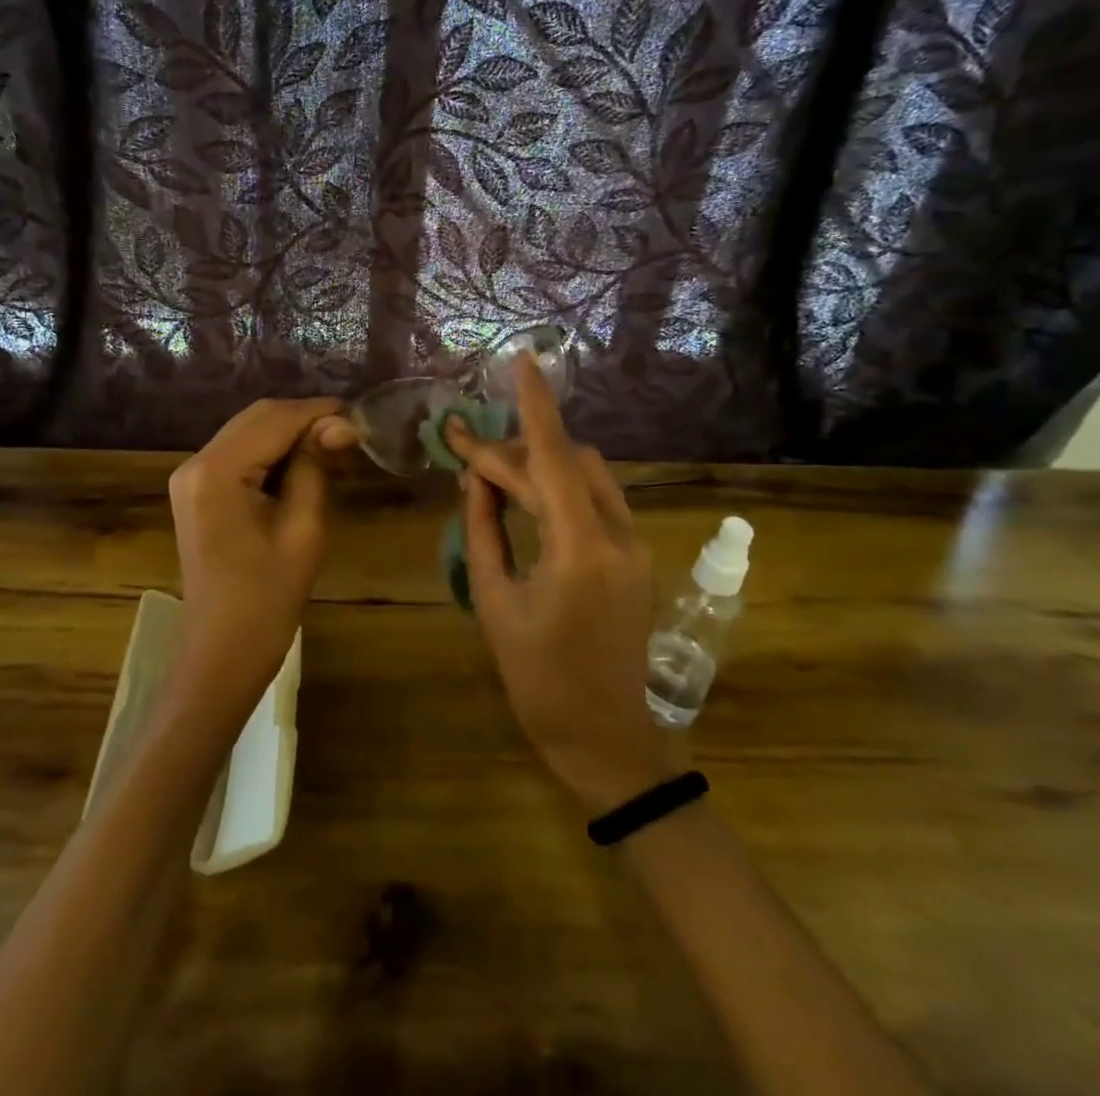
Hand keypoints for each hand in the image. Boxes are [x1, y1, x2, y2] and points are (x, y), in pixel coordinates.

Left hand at [167, 398, 358, 717]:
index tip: (360, 418)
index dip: (319, 413)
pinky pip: (238, 454)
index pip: (274, 419)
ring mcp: (191, 477)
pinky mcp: (196, 491)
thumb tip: (341, 424)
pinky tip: (302, 465)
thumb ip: (315, 467)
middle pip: (257, 418)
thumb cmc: (267, 600)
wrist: (222, 654)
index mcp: (217, 471)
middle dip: (304, 419)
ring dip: (289, 434)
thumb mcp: (303, 529)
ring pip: (248, 432)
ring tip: (332, 449)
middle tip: (349, 436)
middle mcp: (195, 463)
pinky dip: (271, 452)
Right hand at [445, 356, 681, 813]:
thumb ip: (484, 530)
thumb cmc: (538, 680)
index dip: (536, 406)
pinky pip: (597, 501)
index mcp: (579, 550)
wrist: (605, 738)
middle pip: (568, 463)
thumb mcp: (495, 603)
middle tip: (463, 452)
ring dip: (541, 467)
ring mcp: (635, 546)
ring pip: (587, 476)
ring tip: (490, 477)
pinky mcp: (636, 558)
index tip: (524, 360)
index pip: (555, 458)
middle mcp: (618, 537)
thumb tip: (475, 477)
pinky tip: (526, 500)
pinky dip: (560, 489)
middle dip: (515, 451)